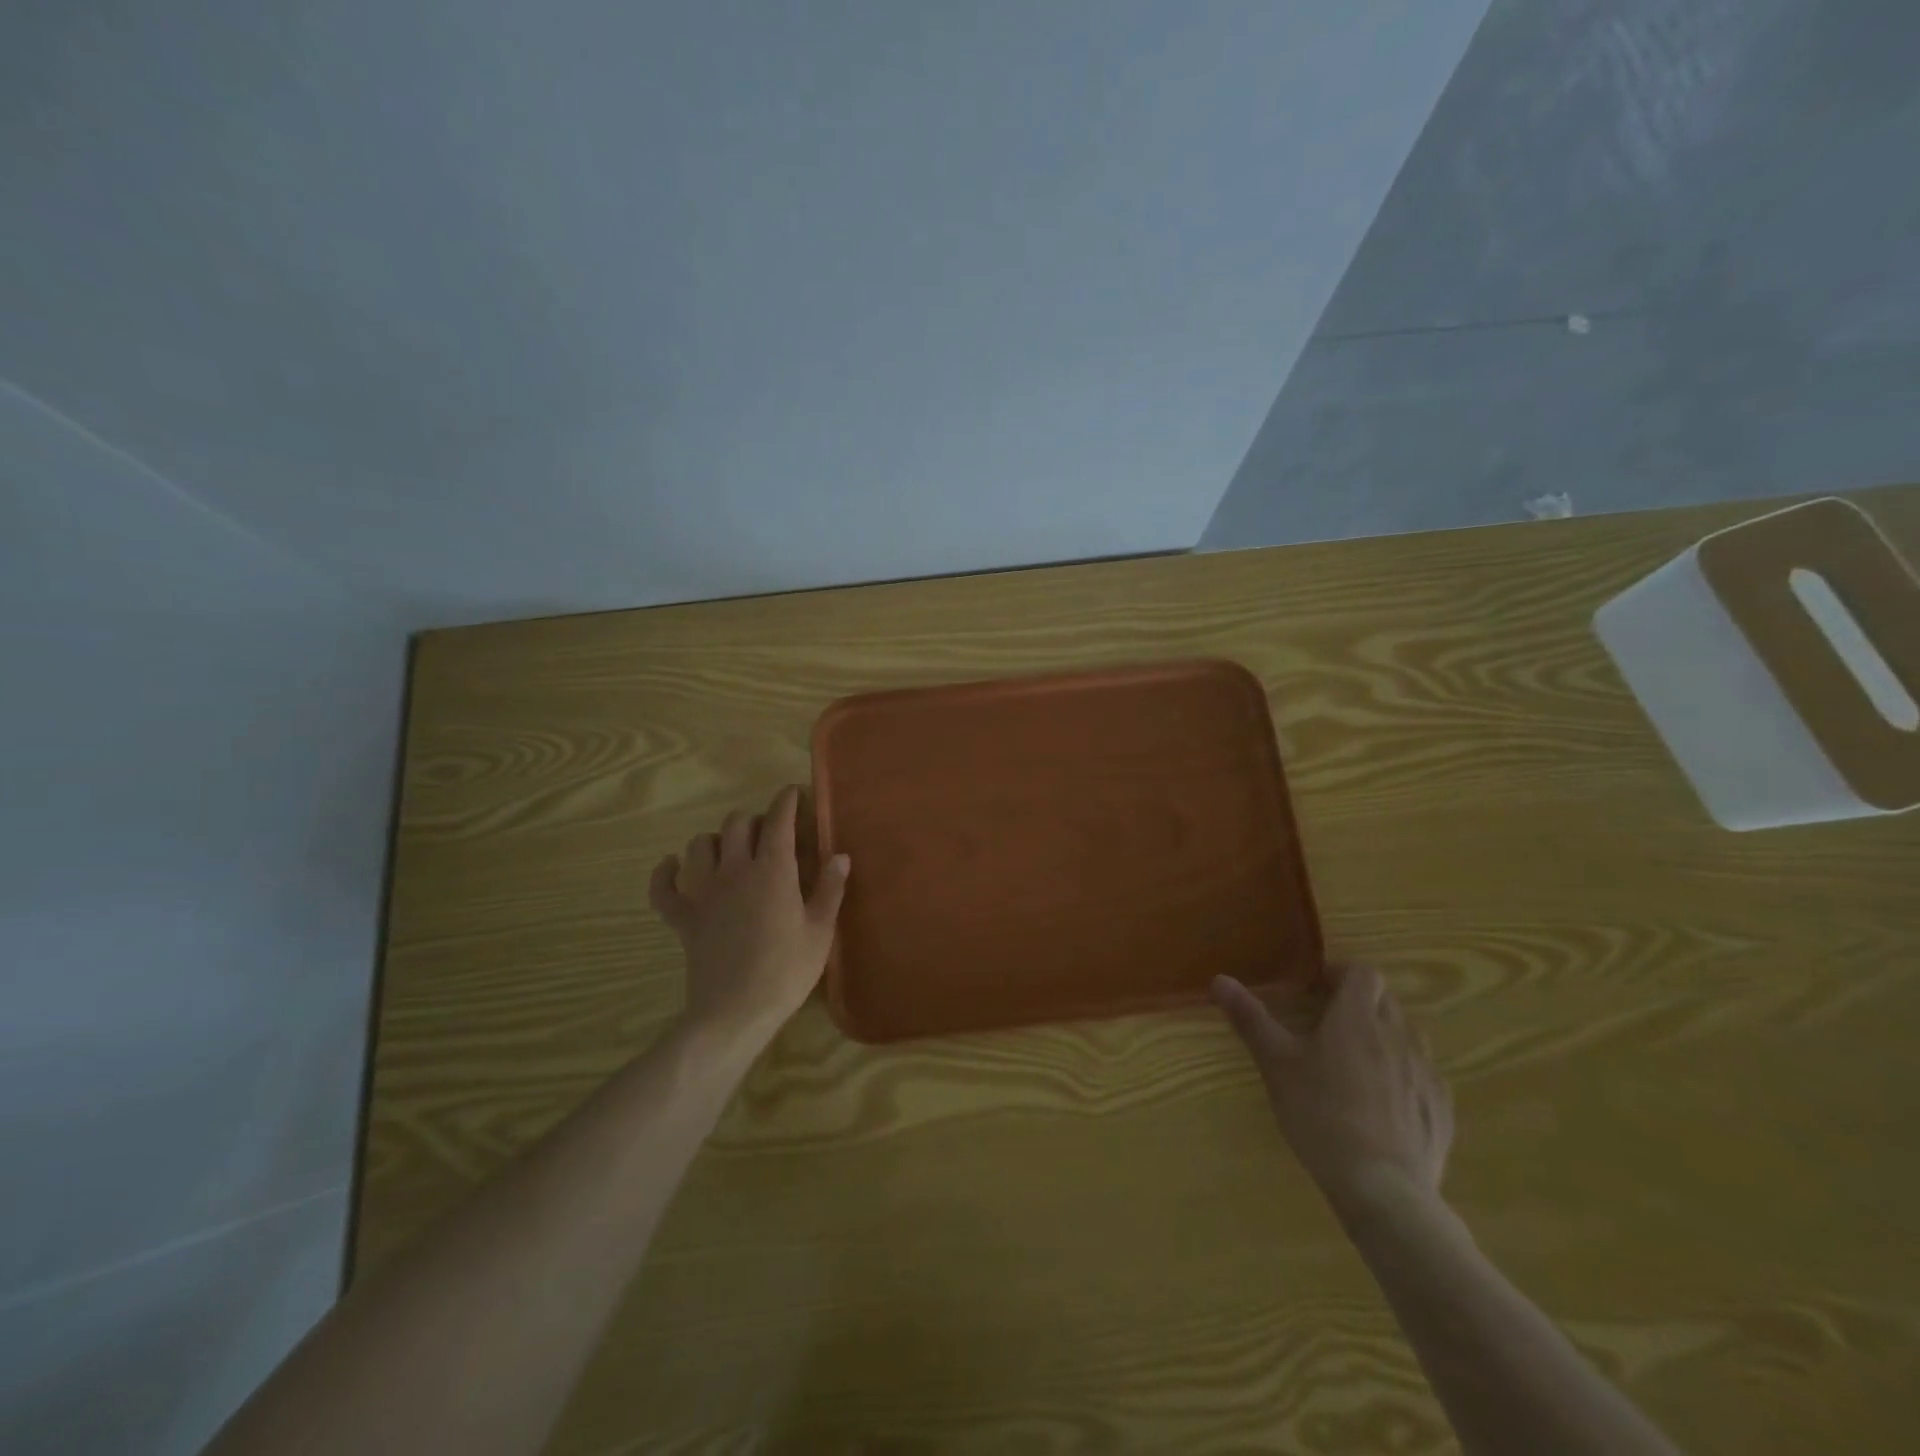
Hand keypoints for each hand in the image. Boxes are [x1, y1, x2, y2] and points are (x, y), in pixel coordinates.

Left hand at [648, 785, 850, 1049]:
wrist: (736, 1012)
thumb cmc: (787, 970)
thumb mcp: (820, 931)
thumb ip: (830, 889)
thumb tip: (840, 855)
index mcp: (773, 870)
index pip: (778, 821)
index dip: (786, 801)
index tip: (793, 793)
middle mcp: (735, 870)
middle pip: (737, 824)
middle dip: (754, 820)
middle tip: (769, 834)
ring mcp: (704, 892)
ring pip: (700, 845)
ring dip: (716, 840)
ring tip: (730, 850)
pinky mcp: (683, 918)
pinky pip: (663, 888)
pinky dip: (665, 873)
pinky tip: (672, 867)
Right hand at [1213, 963, 1452, 1229]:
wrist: (1383, 1189)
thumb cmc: (1321, 1115)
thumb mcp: (1276, 1065)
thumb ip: (1250, 1019)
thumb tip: (1220, 979)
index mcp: (1357, 1018)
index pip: (1362, 973)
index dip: (1341, 973)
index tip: (1317, 988)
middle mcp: (1399, 1035)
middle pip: (1385, 1001)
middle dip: (1359, 1004)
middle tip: (1327, 1025)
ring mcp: (1426, 1073)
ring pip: (1407, 1037)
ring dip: (1384, 1037)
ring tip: (1354, 1064)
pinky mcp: (1441, 1109)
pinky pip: (1423, 1075)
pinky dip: (1403, 1075)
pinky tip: (1381, 1105)